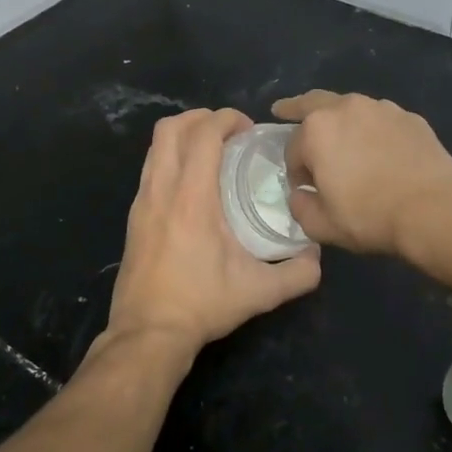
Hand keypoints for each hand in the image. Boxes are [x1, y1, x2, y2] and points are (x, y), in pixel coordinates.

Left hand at [105, 109, 321, 356]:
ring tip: (211, 152)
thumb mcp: (259, 292)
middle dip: (201, 118)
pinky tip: (192, 184)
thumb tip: (318, 256)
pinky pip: (150, 169)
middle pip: (170, 128)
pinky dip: (170, 159)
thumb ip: (298, 273)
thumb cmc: (202, 305)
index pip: (203, 134)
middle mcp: (161, 190)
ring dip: (182, 136)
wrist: (147, 334)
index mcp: (191, 198)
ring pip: (155, 147)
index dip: (226, 119)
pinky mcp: (133, 217)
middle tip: (229, 133)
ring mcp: (141, 202)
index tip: (249, 128)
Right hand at [272, 91, 451, 256]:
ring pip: (350, 108)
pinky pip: (381, 121)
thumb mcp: (321, 225)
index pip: (293, 148)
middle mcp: (347, 108)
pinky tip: (380, 150)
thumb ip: (300, 206)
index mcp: (317, 130)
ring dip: (340, 120)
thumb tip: (301, 193)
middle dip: (295, 108)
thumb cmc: (370, 217)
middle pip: (313, 103)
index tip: (304, 189)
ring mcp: (382, 109)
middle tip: (283, 110)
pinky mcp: (411, 118)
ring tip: (342, 138)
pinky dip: (373, 130)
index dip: (294, 171)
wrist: (434, 212)